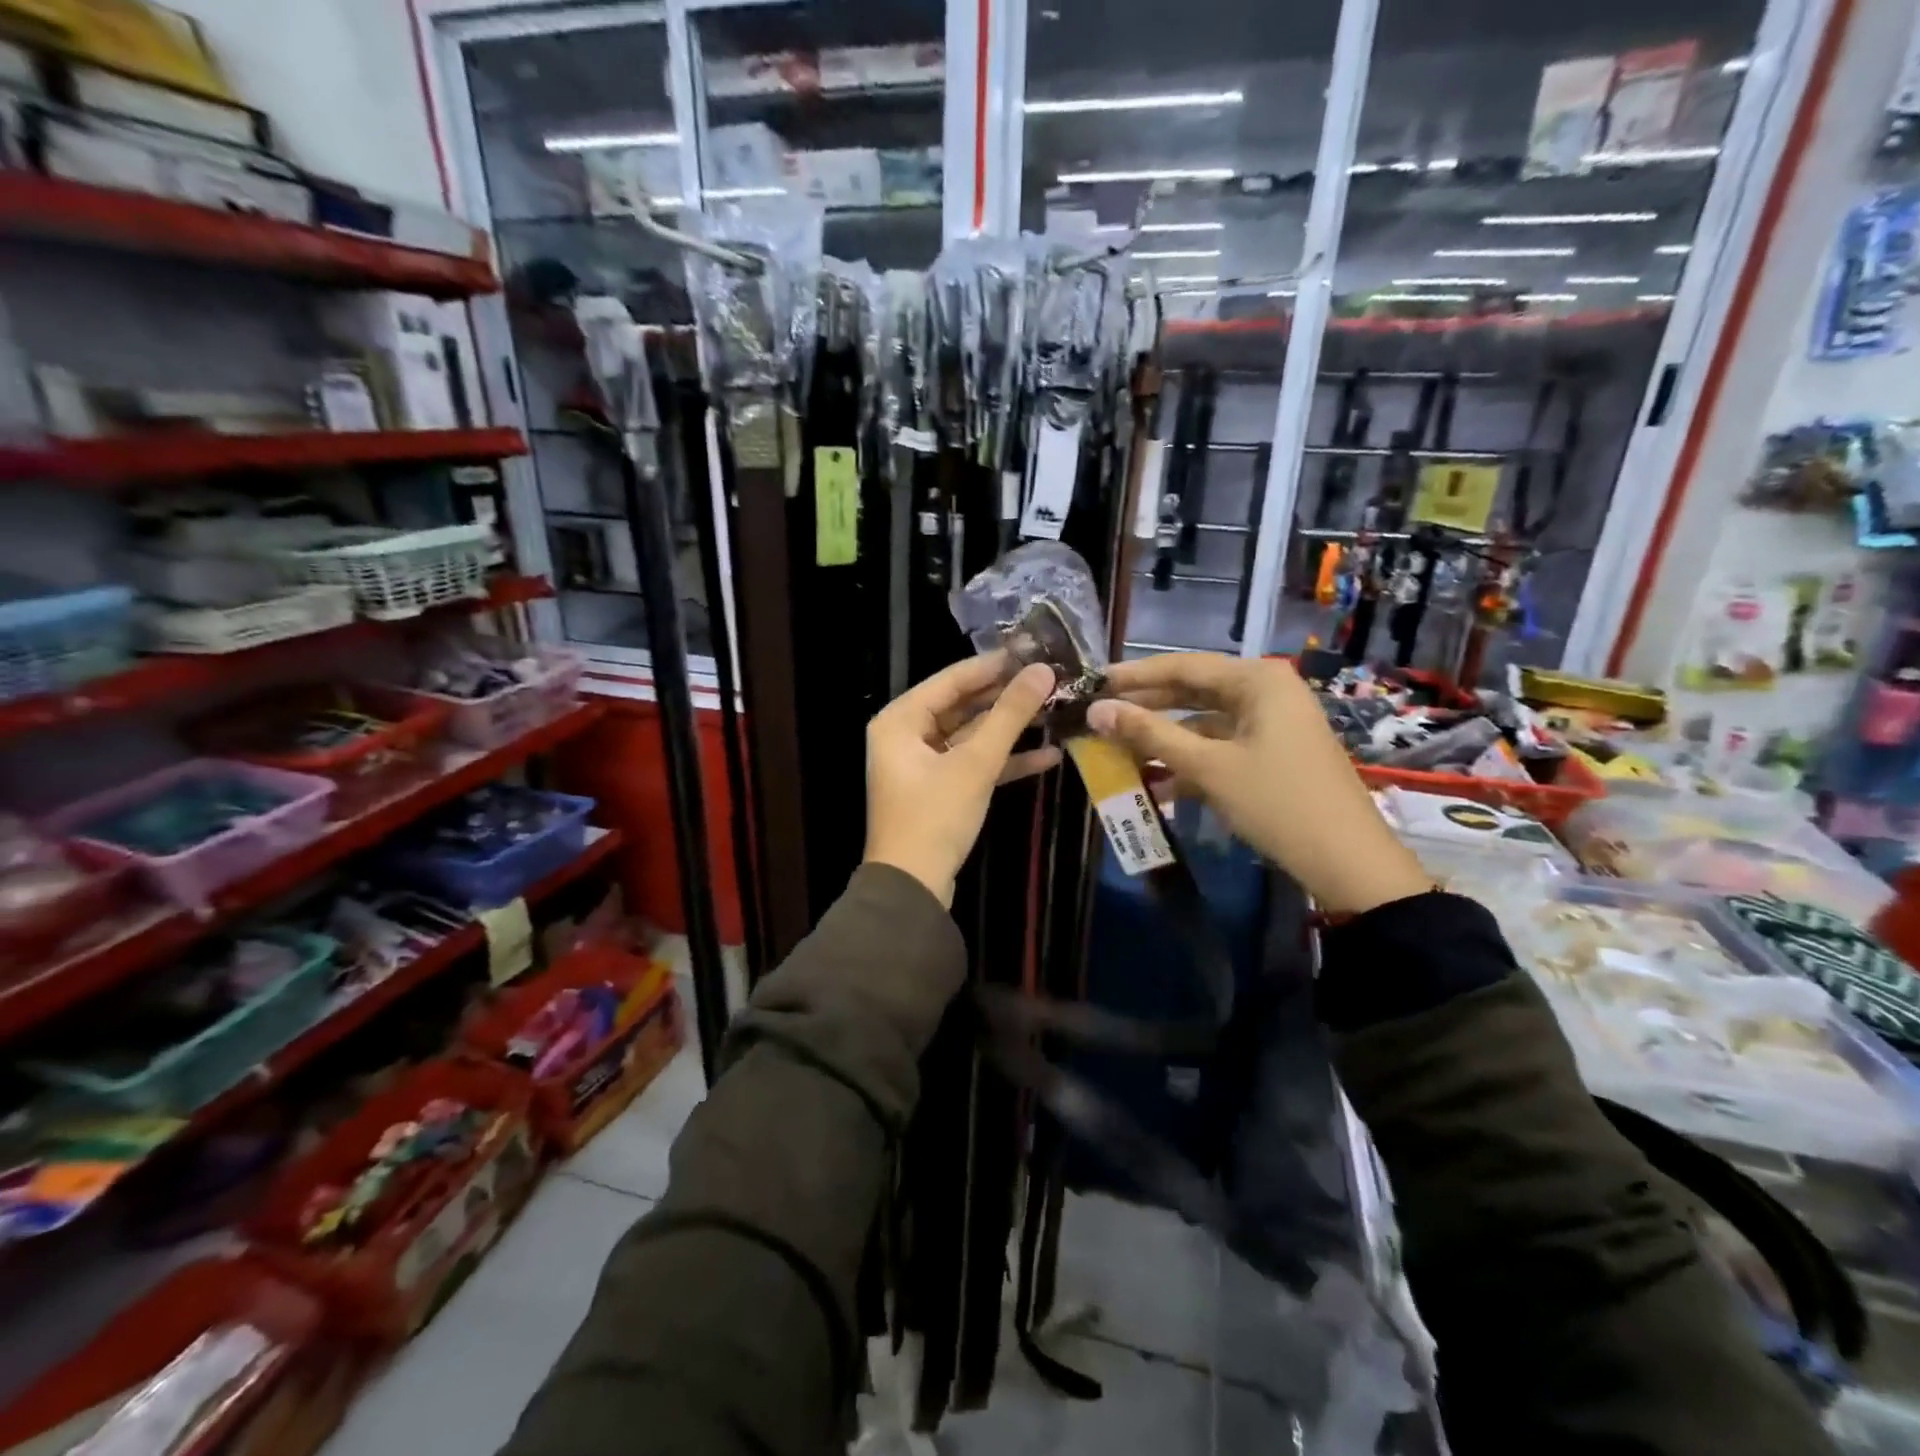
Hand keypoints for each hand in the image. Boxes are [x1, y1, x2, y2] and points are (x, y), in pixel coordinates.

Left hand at [864, 654, 1058, 906]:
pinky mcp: (940, 790)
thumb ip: (1010, 715)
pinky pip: (973, 764)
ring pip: (971, 736)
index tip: (1033, 650)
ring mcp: (922, 765)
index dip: (993, 665)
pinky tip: (1049, 756)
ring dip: (1010, 729)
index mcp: (900, 720)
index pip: (951, 679)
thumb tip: (1043, 671)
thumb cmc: (935, 817)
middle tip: (1050, 680)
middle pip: (962, 706)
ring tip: (1055, 711)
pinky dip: (1004, 762)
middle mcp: (906, 736)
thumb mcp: (975, 763)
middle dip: (1006, 698)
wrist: (913, 888)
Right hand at [1085, 654, 1429, 914]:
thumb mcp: (1208, 766)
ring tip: (1118, 750)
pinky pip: (1220, 747)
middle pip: (1194, 691)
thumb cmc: (1276, 802)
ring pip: (1204, 723)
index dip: (1136, 676)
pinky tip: (1155, 783)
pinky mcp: (1272, 754)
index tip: (1095, 682)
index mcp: (1258, 680)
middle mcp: (1266, 691)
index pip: (1184, 666)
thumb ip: (1149, 734)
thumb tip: (1096, 711)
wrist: (1346, 861)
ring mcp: (1272, 724)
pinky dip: (1189, 761)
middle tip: (1100, 714)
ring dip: (1164, 739)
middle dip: (1147, 707)